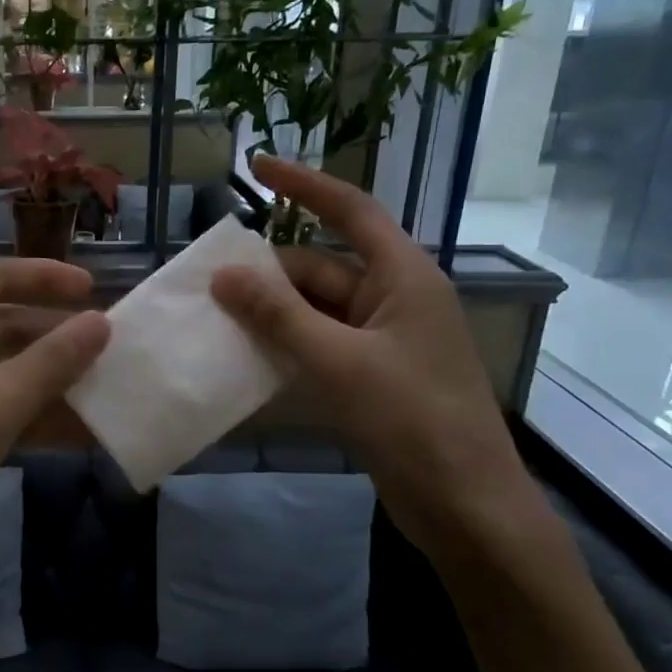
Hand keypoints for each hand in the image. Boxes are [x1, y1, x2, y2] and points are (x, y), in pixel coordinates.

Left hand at [0, 260, 109, 599]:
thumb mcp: (0, 397)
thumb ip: (53, 359)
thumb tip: (99, 322)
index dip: (43, 275)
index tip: (91, 290)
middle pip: (4, 325)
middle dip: (55, 334)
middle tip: (106, 348)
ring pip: (6, 374)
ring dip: (52, 381)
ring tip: (104, 392)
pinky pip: (0, 414)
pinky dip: (36, 419)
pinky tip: (78, 436)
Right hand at [211, 154, 533, 560]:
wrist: (463, 504)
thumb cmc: (411, 419)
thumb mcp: (338, 361)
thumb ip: (278, 315)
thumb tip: (224, 275)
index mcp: (403, 277)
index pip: (350, 211)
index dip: (304, 184)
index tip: (256, 167)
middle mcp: (393, 298)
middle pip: (320, 267)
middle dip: (267, 272)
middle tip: (207, 283)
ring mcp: (382, 339)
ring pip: (314, 309)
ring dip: (269, 312)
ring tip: (213, 316)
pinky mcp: (371, 375)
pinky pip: (317, 343)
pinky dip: (283, 344)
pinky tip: (244, 354)